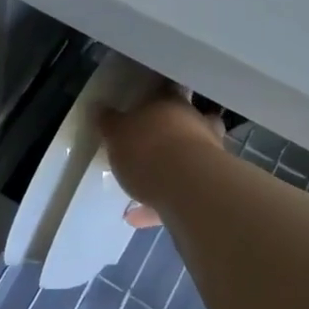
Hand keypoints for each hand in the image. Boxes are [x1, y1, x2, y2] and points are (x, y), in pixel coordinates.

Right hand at [99, 92, 224, 228]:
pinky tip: (137, 218)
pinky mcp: (209, 188)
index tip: (149, 100)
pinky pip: (182, 193)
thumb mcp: (116, 133)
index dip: (159, 94)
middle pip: (189, 121)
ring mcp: (208, 155)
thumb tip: (99, 107)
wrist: (188, 189)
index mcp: (171, 103)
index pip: (168, 89)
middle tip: (153, 141)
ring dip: (170, 170)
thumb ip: (109, 121)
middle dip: (174, 131)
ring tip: (139, 188)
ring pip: (189, 158)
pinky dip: (162, 204)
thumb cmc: (147, 148)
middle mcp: (195, 124)